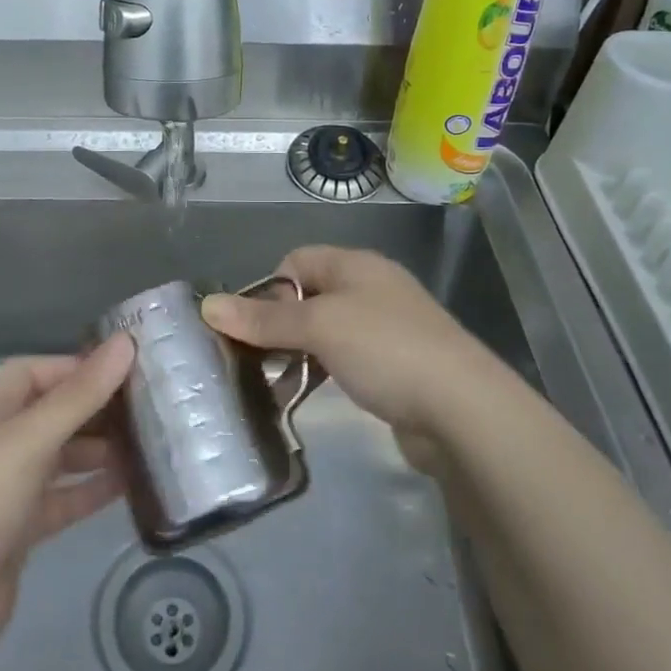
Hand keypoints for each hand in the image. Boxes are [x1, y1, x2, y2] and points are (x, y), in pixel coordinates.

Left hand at [0, 334, 132, 670]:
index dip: (75, 367)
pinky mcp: (24, 529)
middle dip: (96, 409)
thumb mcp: (31, 438)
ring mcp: (13, 488)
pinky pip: (67, 499)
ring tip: (149, 443)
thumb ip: (81, 394)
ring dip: (101, 450)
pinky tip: (132, 485)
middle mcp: (2, 444)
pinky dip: (94, 490)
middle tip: (149, 406)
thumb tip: (126, 342)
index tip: (124, 369)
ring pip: (64, 457)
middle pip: (54, 414)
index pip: (35, 373)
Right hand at [202, 247, 496, 465]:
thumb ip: (264, 318)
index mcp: (355, 266)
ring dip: (298, 353)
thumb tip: (207, 305)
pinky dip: (323, 373)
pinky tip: (308, 397)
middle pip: (309, 297)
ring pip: (326, 332)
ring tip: (274, 384)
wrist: (463, 409)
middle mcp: (371, 289)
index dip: (269, 288)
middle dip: (278, 324)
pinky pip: (346, 360)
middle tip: (254, 359)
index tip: (252, 326)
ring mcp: (386, 329)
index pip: (296, 261)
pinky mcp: (395, 366)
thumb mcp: (319, 327)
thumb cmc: (385, 349)